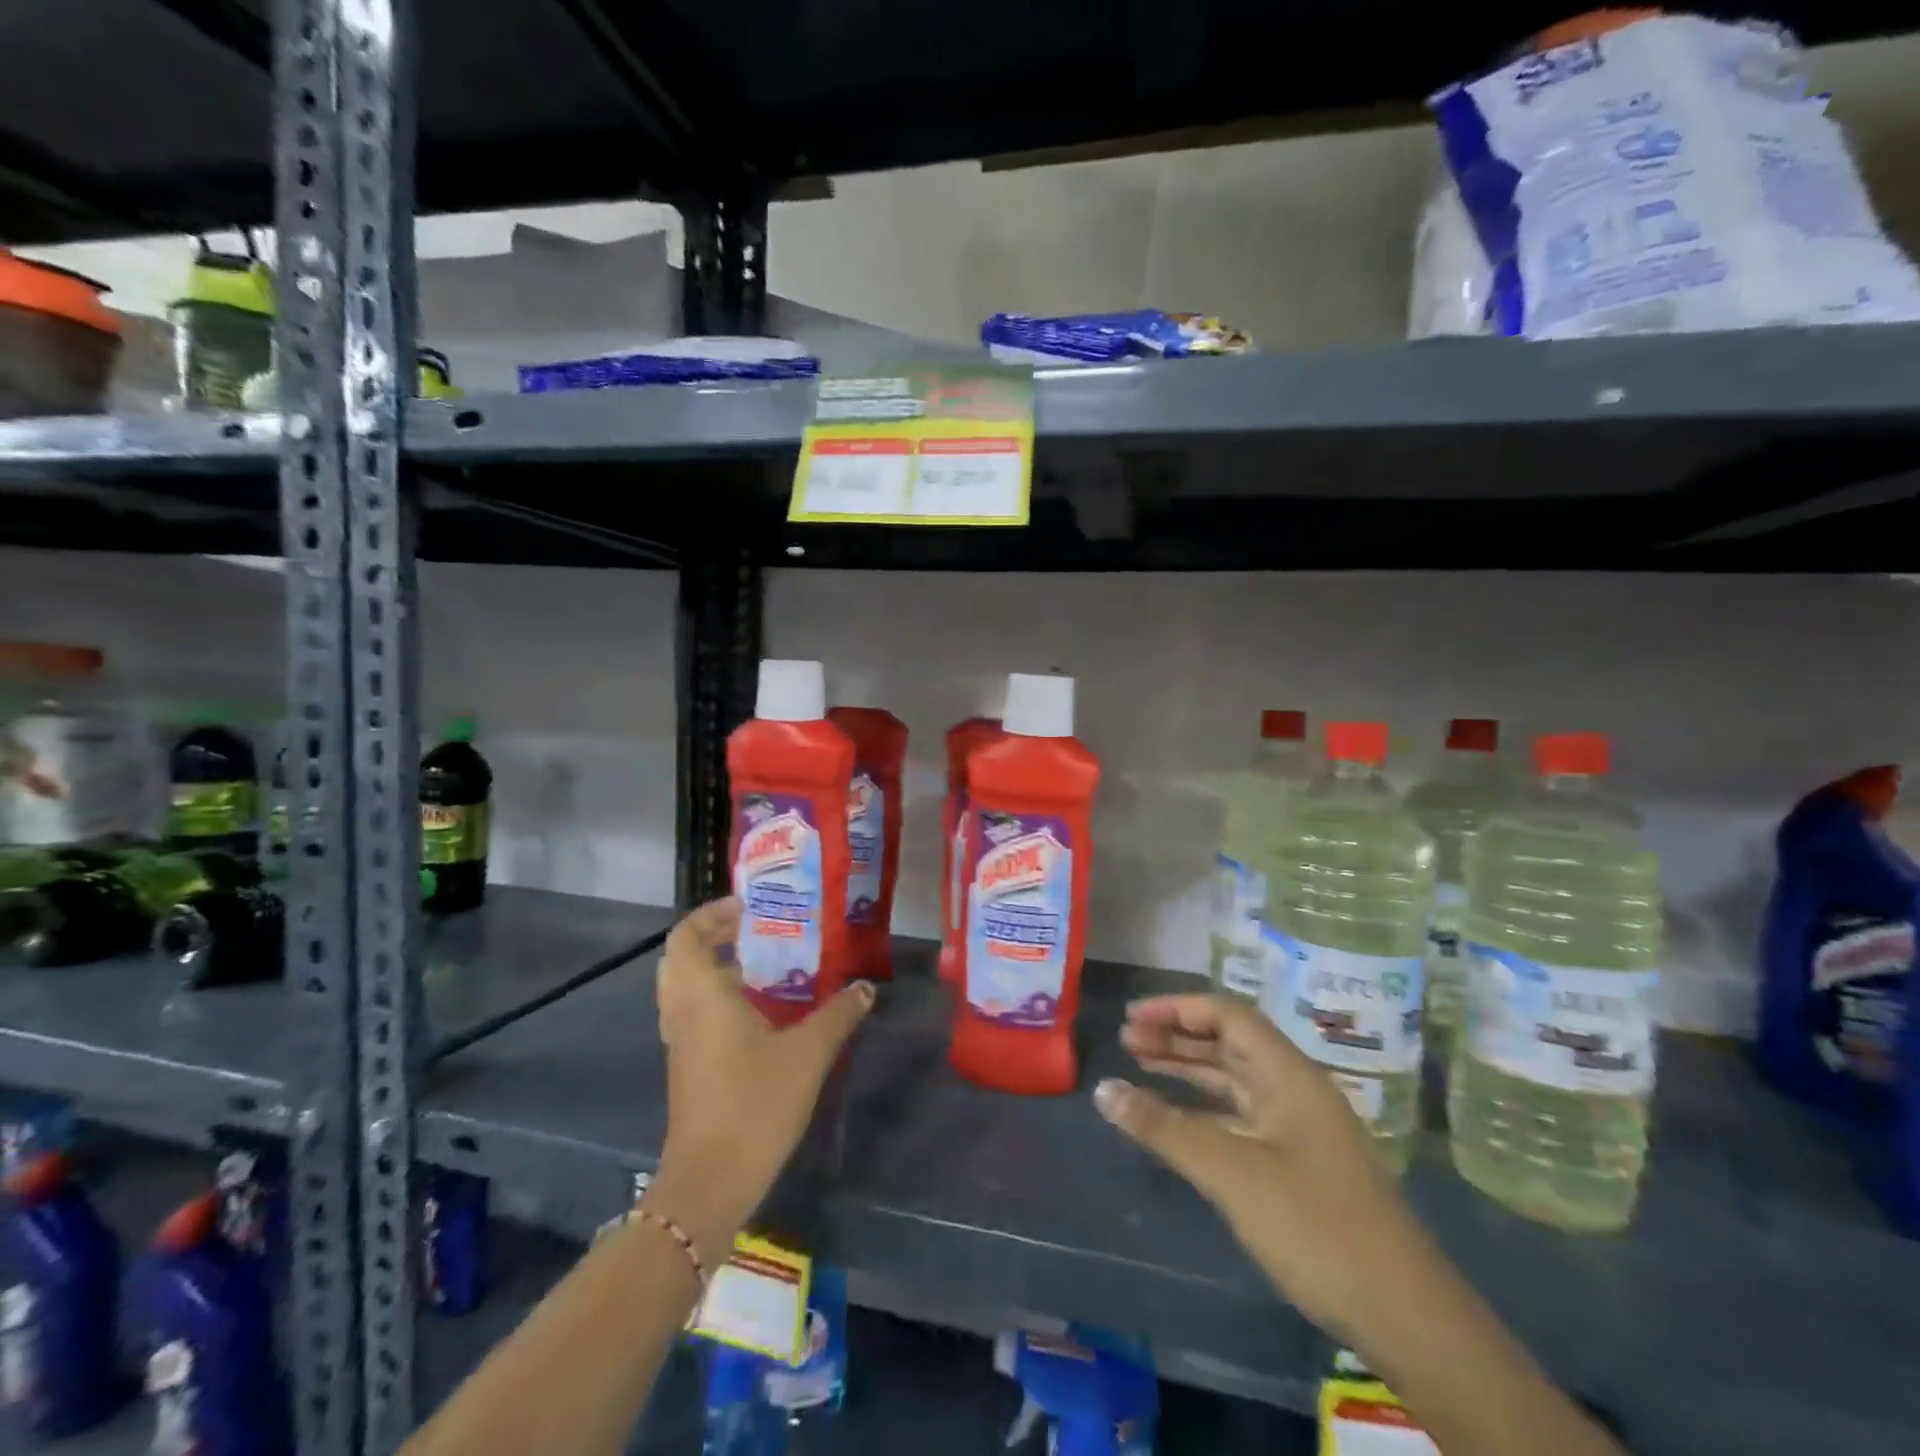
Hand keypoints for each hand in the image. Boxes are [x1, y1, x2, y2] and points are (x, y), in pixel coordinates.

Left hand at [643, 897, 874, 1264]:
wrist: (710, 1182)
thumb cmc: (754, 1105)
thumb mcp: (807, 1054)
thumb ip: (838, 1014)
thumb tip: (865, 987)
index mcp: (702, 996)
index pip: (686, 935)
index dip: (712, 914)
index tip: (752, 907)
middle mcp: (683, 1011)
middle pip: (682, 956)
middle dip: (716, 936)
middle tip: (761, 931)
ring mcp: (681, 1041)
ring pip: (687, 986)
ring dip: (719, 967)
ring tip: (769, 964)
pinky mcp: (688, 1065)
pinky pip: (695, 1012)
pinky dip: (720, 997)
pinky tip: (764, 1010)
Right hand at [1093, 994, 1414, 1340]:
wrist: (1403, 1314)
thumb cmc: (1315, 1225)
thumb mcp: (1231, 1172)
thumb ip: (1164, 1127)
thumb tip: (1103, 1089)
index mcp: (1289, 1074)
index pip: (1228, 1015)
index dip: (1178, 1008)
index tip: (1133, 1016)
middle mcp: (1294, 1089)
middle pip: (1229, 1043)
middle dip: (1177, 1036)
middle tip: (1127, 1040)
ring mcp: (1298, 1127)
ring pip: (1233, 1080)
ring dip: (1188, 1069)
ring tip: (1140, 1063)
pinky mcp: (1297, 1163)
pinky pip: (1239, 1116)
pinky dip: (1203, 1109)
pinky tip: (1176, 1119)